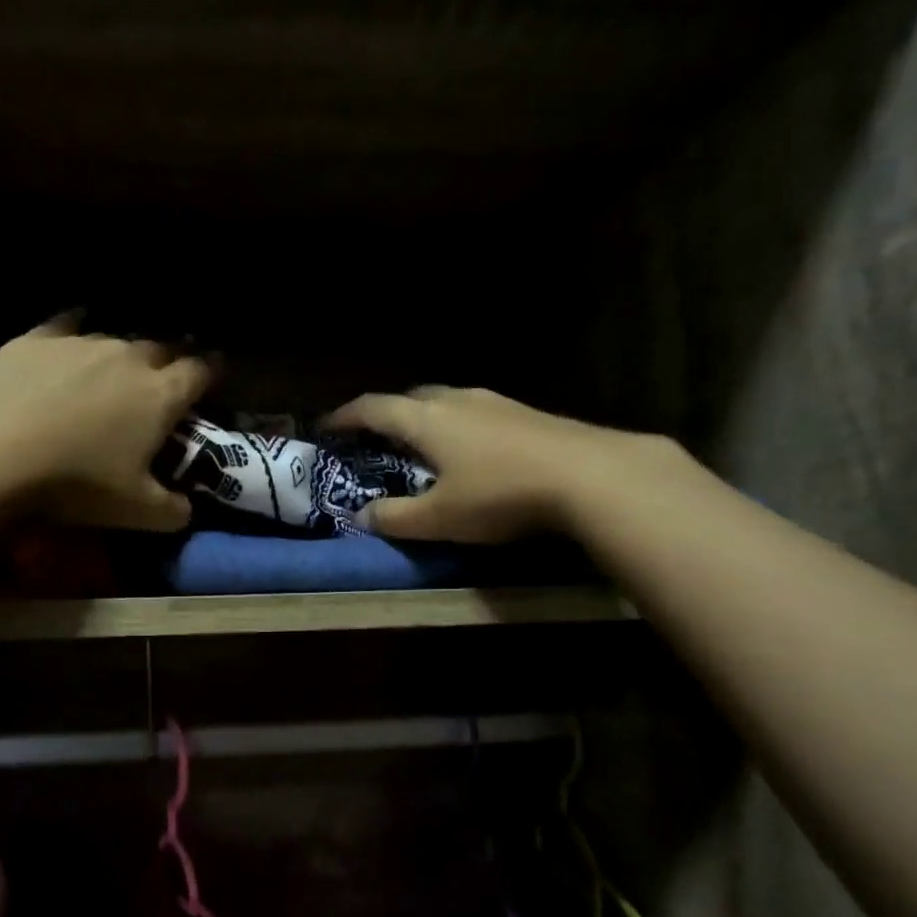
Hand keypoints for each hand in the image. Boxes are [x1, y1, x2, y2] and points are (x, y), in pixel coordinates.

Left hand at [0, 316, 212, 530]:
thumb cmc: (78, 483)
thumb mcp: (138, 513)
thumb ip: (174, 512)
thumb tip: (187, 509)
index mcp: (161, 395)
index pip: (201, 372)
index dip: (213, 372)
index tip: (217, 374)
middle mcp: (129, 358)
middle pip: (163, 347)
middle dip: (174, 358)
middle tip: (173, 371)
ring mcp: (81, 343)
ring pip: (116, 338)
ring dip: (127, 351)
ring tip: (124, 363)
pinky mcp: (37, 339)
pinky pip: (67, 324)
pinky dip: (77, 329)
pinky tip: (74, 332)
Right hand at [325, 386, 595, 542]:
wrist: (591, 476)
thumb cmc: (501, 495)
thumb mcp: (439, 518)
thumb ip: (395, 518)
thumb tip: (361, 518)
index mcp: (426, 420)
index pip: (373, 409)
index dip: (345, 417)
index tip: (326, 427)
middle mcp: (457, 400)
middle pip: (411, 398)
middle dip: (386, 415)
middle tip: (374, 438)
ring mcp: (496, 402)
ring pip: (446, 401)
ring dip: (424, 418)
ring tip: (420, 443)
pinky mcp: (527, 413)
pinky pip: (475, 412)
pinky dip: (456, 426)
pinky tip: (470, 450)